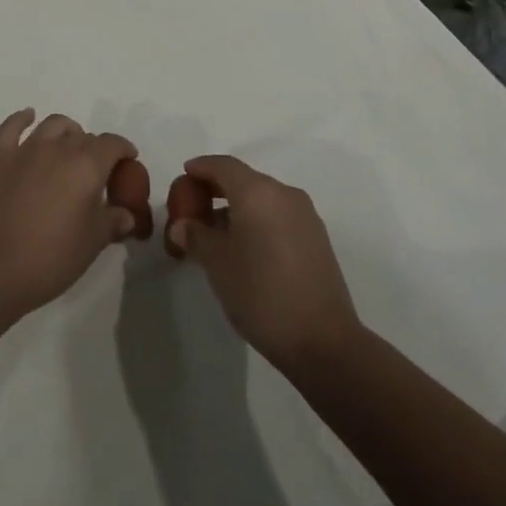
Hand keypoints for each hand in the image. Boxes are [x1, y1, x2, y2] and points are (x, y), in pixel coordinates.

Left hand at [0, 110, 137, 318]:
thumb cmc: (50, 258)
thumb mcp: (92, 244)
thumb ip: (113, 222)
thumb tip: (127, 214)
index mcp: (87, 165)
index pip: (112, 145)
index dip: (123, 150)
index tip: (127, 161)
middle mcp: (58, 147)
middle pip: (83, 136)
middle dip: (94, 148)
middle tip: (95, 170)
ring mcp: (25, 149)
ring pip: (52, 125)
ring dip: (66, 131)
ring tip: (68, 145)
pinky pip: (11, 127)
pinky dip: (22, 118)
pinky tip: (28, 117)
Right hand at [167, 155, 360, 373]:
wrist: (322, 340)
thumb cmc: (260, 293)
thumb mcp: (217, 263)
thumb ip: (196, 235)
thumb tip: (182, 224)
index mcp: (258, 191)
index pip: (224, 165)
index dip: (202, 167)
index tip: (185, 174)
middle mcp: (284, 194)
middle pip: (245, 179)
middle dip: (218, 188)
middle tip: (195, 206)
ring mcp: (305, 215)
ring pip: (263, 198)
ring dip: (238, 207)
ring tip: (217, 232)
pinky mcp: (317, 238)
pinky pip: (279, 215)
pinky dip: (258, 220)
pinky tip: (246, 246)